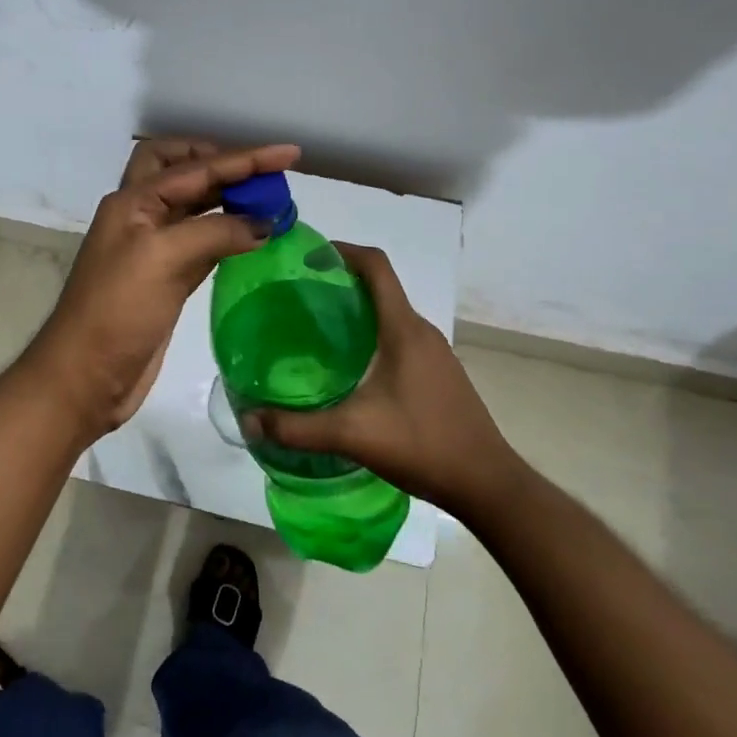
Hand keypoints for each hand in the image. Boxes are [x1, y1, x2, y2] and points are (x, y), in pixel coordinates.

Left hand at [27, 138, 301, 436]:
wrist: (85, 377)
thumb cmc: (118, 311)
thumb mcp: (163, 259)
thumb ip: (215, 231)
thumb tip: (264, 223)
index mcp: (134, 201)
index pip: (196, 167)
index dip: (244, 158)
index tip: (289, 154)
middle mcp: (142, 215)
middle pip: (181, 169)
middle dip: (220, 162)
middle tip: (263, 172)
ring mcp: (153, 248)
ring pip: (194, 205)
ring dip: (228, 197)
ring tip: (270, 200)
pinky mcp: (167, 277)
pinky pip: (203, 241)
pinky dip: (227, 232)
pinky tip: (253, 237)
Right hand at [245, 243, 523, 514]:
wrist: (488, 485)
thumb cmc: (424, 445)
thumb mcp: (353, 435)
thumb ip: (297, 428)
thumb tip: (248, 418)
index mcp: (403, 329)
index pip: (376, 265)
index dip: (342, 251)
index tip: (306, 256)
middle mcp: (421, 331)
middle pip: (379, 287)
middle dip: (339, 282)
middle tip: (296, 297)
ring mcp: (434, 353)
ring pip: (389, 314)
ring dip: (355, 311)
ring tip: (314, 330)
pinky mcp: (438, 373)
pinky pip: (398, 337)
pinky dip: (370, 336)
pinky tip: (348, 368)